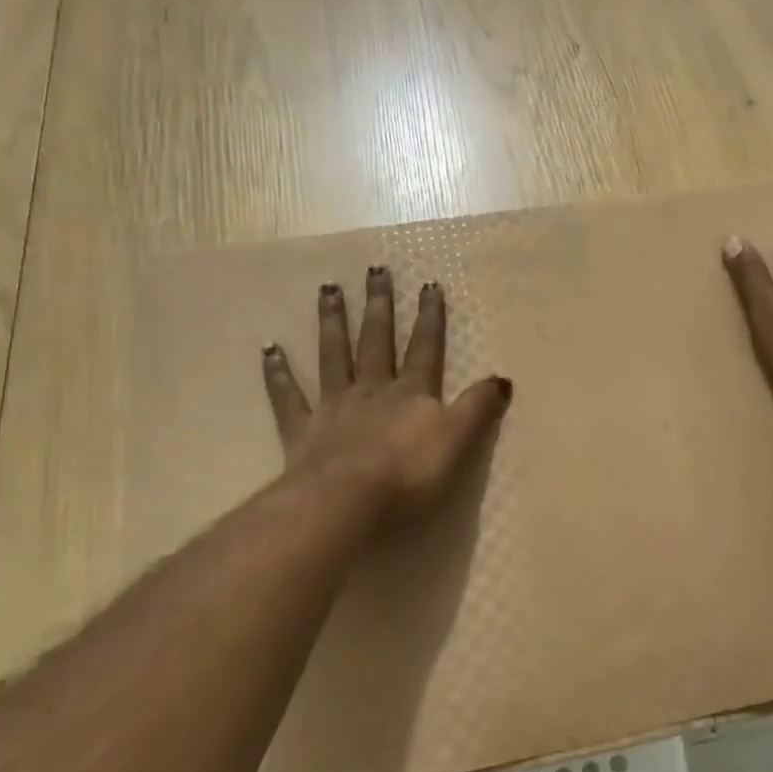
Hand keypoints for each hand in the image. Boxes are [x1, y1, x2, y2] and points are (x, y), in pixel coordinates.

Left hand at [261, 266, 511, 518]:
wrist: (347, 500)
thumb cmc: (409, 473)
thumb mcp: (459, 440)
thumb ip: (478, 408)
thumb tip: (503, 378)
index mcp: (411, 393)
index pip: (425, 348)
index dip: (430, 318)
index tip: (429, 285)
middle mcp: (372, 390)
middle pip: (376, 341)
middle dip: (379, 306)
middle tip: (374, 270)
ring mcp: (334, 407)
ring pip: (333, 356)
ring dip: (332, 323)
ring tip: (328, 289)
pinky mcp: (302, 430)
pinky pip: (289, 397)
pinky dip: (278, 373)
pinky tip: (269, 349)